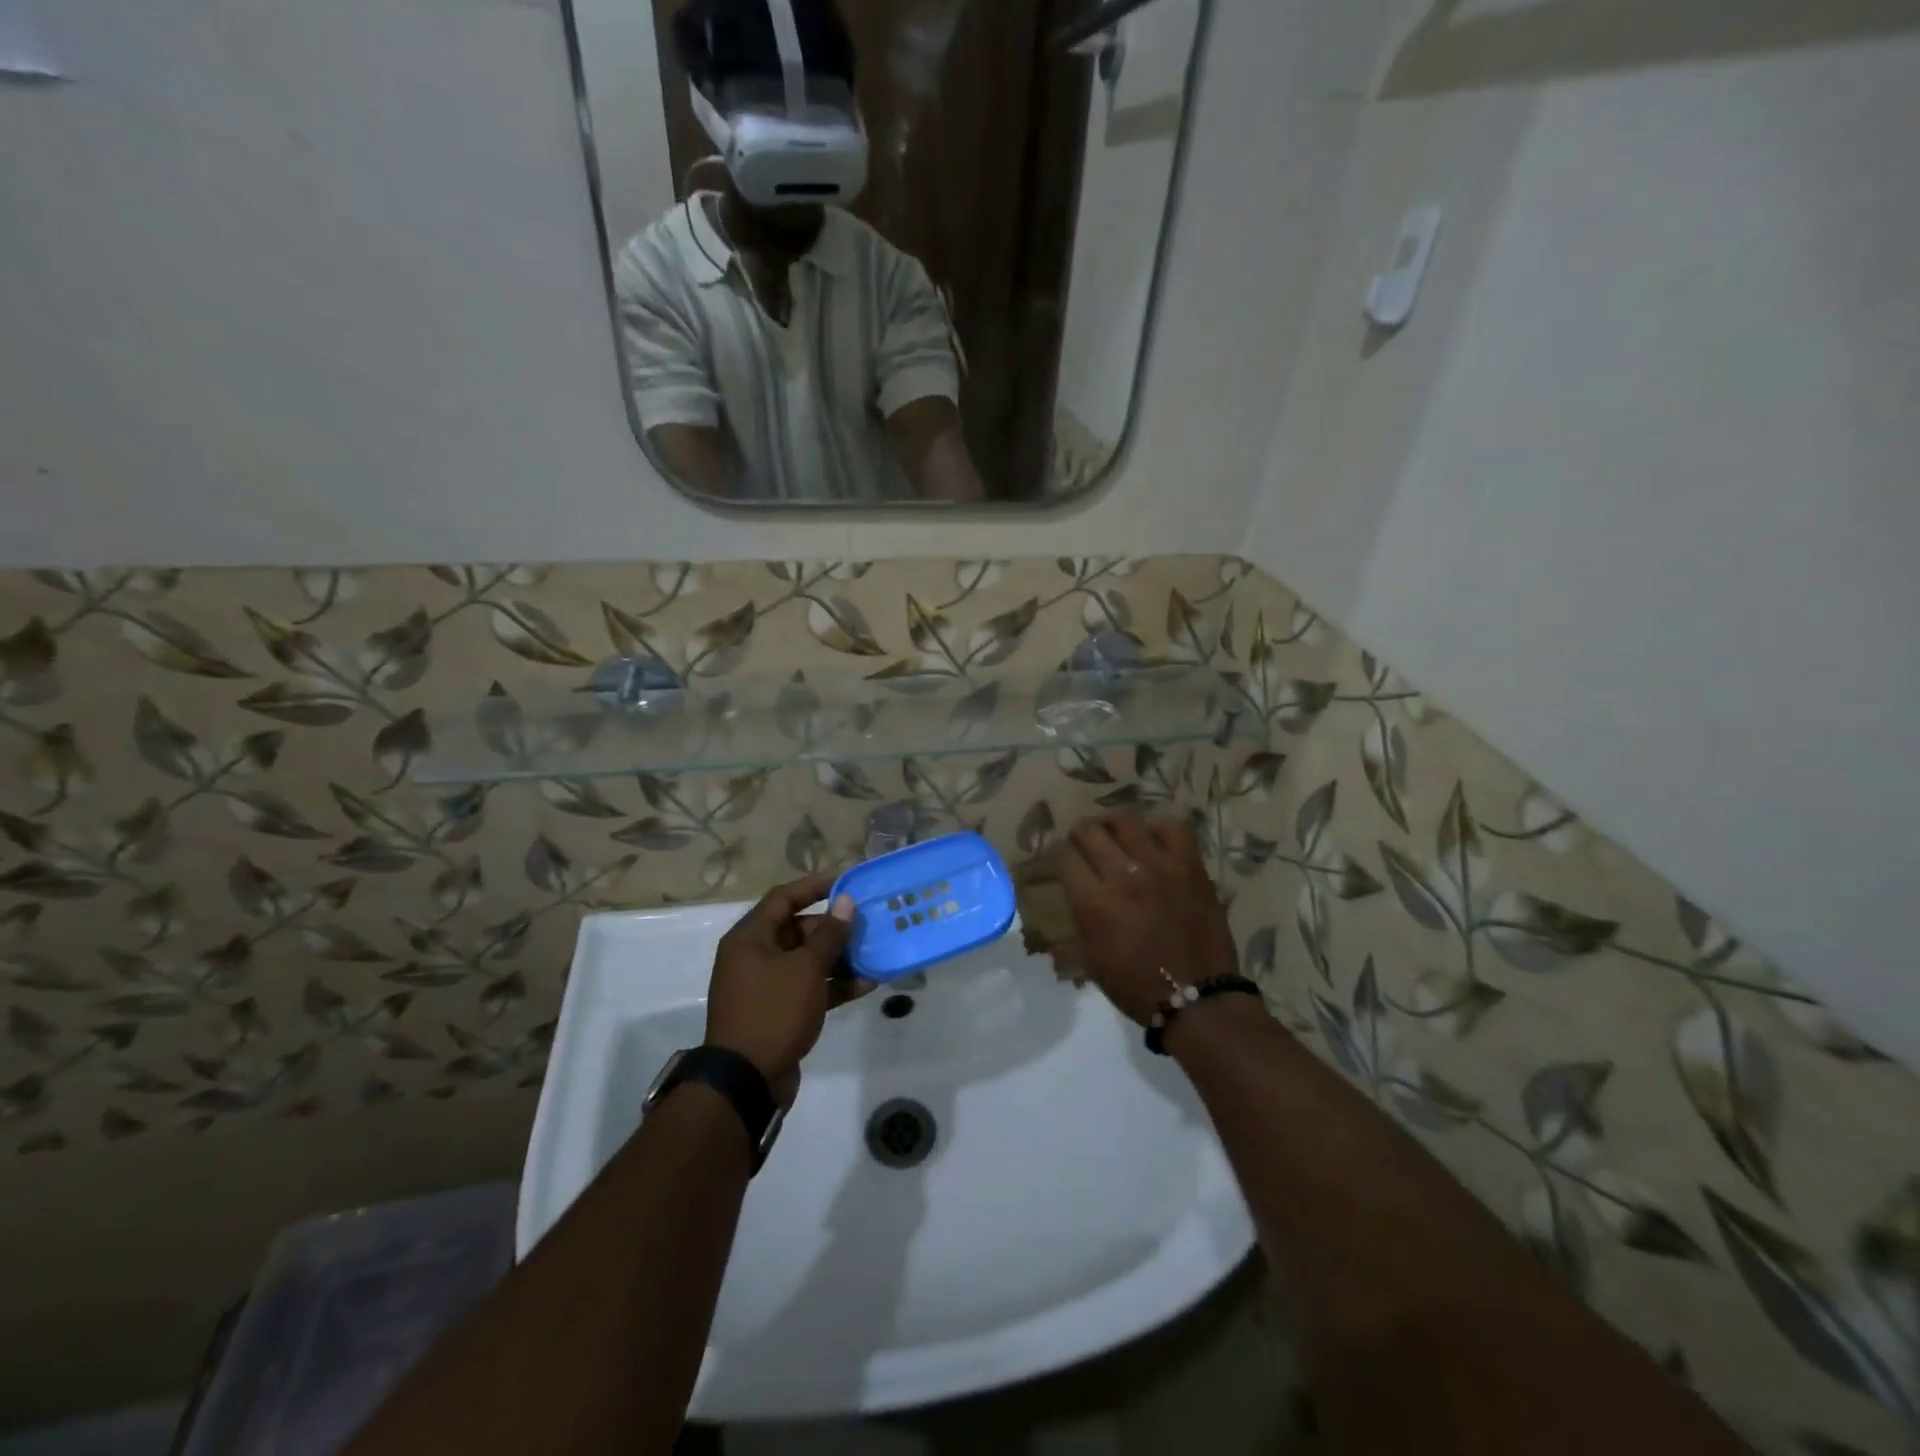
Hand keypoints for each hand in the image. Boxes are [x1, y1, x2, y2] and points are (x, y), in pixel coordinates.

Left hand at [706, 872, 866, 1094]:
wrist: (746, 1081)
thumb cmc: (773, 1012)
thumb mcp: (806, 969)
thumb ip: (829, 934)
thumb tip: (846, 902)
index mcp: (750, 938)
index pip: (783, 898)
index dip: (814, 886)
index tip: (846, 882)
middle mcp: (754, 956)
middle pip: (797, 930)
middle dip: (833, 928)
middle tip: (866, 925)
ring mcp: (765, 986)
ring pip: (806, 961)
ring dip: (838, 958)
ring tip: (873, 954)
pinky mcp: (778, 1012)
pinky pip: (808, 988)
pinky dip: (833, 985)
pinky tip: (865, 985)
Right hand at [1060, 813, 1239, 1025]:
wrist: (1196, 998)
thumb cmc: (1135, 985)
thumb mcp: (1089, 956)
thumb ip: (1080, 914)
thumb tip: (1077, 887)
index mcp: (1093, 902)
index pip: (1063, 854)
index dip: (1056, 851)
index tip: (1059, 856)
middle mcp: (1123, 875)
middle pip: (1089, 830)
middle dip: (1079, 834)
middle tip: (1083, 843)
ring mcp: (1160, 866)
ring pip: (1126, 819)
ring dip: (1112, 824)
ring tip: (1115, 834)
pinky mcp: (1190, 866)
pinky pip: (1172, 826)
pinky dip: (1158, 828)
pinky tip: (1153, 841)